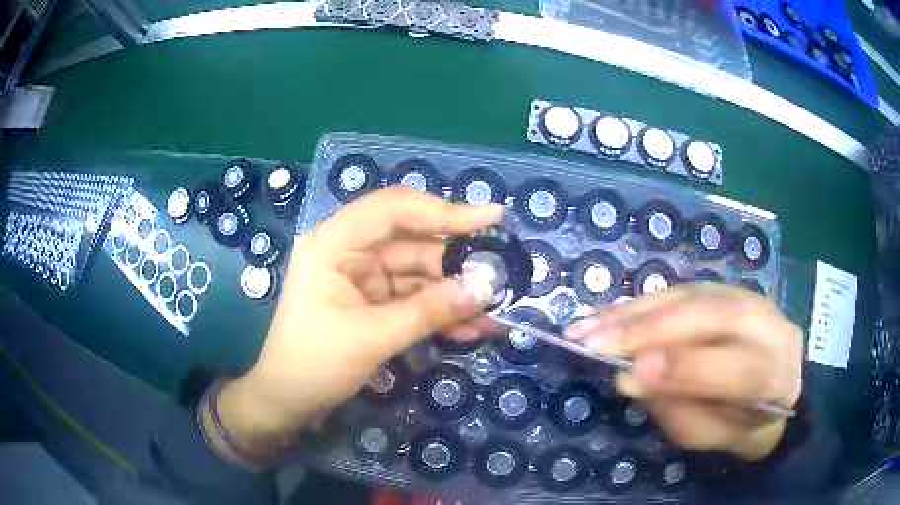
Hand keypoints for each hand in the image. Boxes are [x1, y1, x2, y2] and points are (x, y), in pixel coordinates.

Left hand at [217, 188, 501, 455]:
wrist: (288, 401)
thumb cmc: (314, 363)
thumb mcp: (372, 337)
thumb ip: (428, 312)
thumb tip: (484, 290)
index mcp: (335, 242)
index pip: (393, 210)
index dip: (444, 210)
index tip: (491, 218)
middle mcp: (350, 251)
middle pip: (414, 244)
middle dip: (457, 265)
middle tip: (502, 279)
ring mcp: (364, 277)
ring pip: (420, 275)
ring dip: (455, 296)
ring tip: (494, 316)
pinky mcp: (374, 302)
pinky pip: (415, 299)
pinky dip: (440, 313)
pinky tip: (471, 330)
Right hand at [566, 283, 803, 459]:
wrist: (776, 388)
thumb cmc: (740, 423)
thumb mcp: (711, 435)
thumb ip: (679, 409)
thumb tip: (630, 378)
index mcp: (774, 375)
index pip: (734, 369)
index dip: (684, 369)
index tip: (629, 376)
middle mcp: (768, 326)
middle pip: (711, 317)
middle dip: (648, 330)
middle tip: (594, 344)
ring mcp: (750, 298)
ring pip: (691, 295)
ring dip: (635, 311)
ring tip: (587, 327)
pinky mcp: (727, 289)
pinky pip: (682, 290)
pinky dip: (641, 303)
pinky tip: (607, 313)